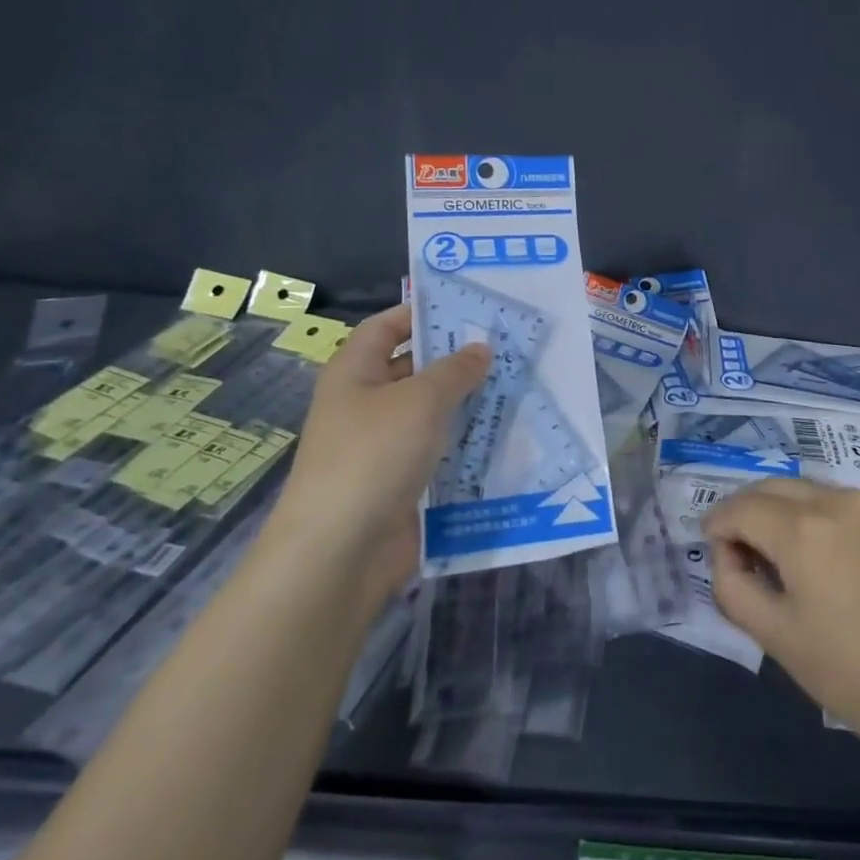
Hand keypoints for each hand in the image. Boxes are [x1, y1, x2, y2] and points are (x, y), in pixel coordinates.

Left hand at [263, 305, 488, 604]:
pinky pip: (439, 452)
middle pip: (413, 369)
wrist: (341, 550)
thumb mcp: (420, 400)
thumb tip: (480, 348)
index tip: (468, 309)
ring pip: (431, 414)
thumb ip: (455, 370)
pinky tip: (505, 437)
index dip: (420, 313)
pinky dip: (467, 444)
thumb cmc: (374, 456)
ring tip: (518, 387)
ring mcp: (383, 447)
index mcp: (355, 373)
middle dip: (456, 360)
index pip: (386, 327)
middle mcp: (365, 404)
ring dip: (468, 403)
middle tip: (508, 349)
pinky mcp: (402, 482)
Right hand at [703, 478, 859, 765]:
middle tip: (740, 549)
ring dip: (784, 511)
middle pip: (774, 487)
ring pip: (809, 490)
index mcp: (804, 530)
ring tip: (782, 555)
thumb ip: (733, 585)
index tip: (712, 548)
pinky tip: (826, 555)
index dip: (718, 524)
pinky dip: (821, 516)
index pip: (741, 507)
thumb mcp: (776, 636)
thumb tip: (727, 553)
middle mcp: (839, 500)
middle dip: (747, 511)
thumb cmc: (853, 675)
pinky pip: (844, 502)